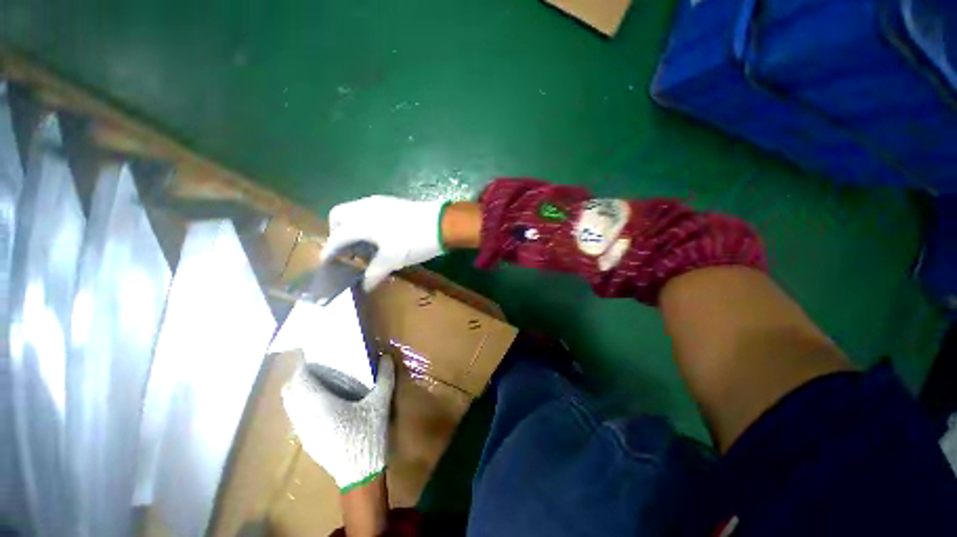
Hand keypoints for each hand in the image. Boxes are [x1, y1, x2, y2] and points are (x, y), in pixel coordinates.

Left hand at [282, 356, 394, 490]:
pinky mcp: (307, 441)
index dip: (304, 365)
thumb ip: (384, 378)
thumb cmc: (368, 435)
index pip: (299, 379)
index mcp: (319, 405)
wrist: (360, 473)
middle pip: (289, 391)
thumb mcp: (380, 404)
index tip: (317, 357)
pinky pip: (296, 416)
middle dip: (300, 377)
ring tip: (321, 384)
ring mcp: (303, 431)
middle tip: (320, 368)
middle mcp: (305, 417)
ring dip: (300, 391)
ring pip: (290, 405)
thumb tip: (387, 357)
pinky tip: (324, 406)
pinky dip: (303, 405)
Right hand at [321, 196, 448, 290]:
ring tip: (362, 244)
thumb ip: (375, 273)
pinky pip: (368, 210)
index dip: (329, 251)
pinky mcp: (392, 202)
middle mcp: (365, 207)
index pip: (337, 237)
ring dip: (351, 225)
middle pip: (339, 215)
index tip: (326, 262)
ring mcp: (379, 202)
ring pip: (354, 210)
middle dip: (336, 232)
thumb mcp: (393, 259)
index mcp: (361, 222)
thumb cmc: (414, 241)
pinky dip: (364, 221)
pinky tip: (378, 235)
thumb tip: (365, 286)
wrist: (442, 223)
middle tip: (345, 250)